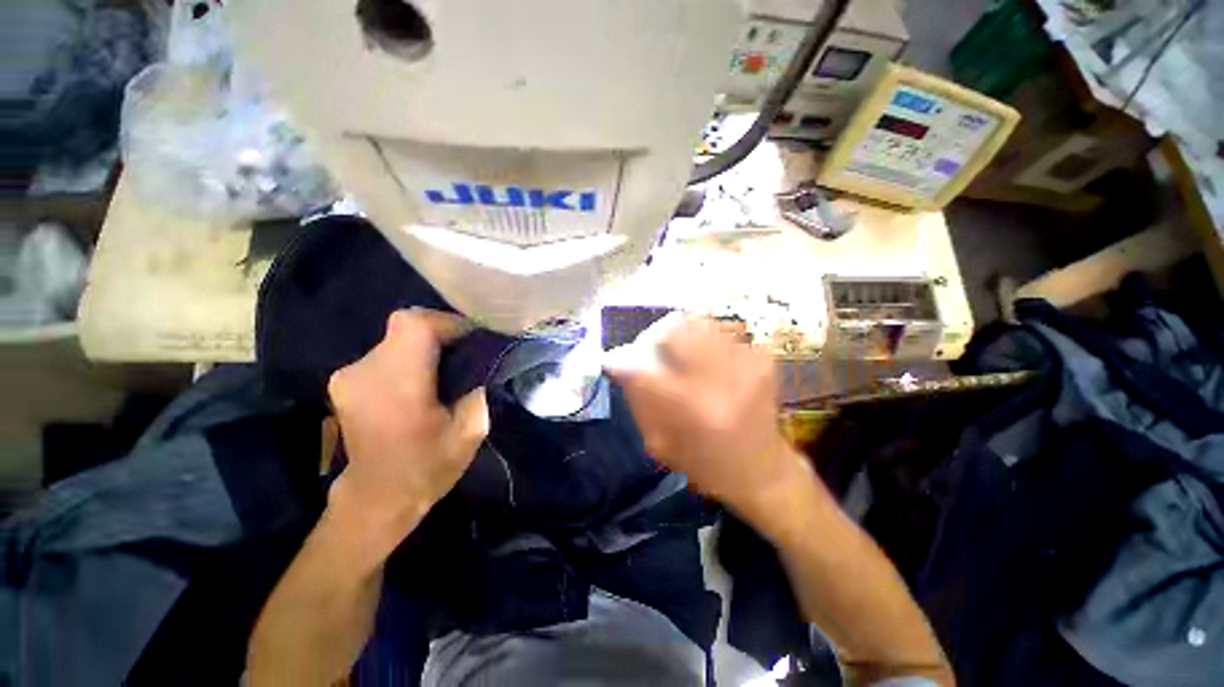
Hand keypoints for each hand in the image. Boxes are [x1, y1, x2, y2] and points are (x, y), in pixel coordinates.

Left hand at [326, 309, 488, 557]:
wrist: (376, 498)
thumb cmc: (427, 468)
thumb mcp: (470, 432)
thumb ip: (479, 388)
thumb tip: (485, 360)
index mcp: (396, 386)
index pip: (415, 325)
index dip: (447, 323)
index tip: (472, 339)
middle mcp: (364, 372)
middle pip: (406, 325)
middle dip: (441, 333)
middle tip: (466, 353)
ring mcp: (348, 375)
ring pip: (397, 338)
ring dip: (426, 346)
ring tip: (447, 369)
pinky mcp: (345, 380)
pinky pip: (386, 352)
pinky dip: (410, 356)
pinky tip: (423, 379)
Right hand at [604, 315, 807, 521]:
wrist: (763, 470)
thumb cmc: (705, 464)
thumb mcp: (660, 443)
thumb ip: (638, 399)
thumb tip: (619, 363)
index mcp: (691, 411)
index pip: (642, 366)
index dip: (623, 359)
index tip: (616, 362)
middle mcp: (720, 381)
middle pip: (673, 327)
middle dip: (653, 336)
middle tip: (651, 352)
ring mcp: (746, 364)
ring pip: (697, 322)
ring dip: (679, 335)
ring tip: (679, 354)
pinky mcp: (762, 358)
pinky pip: (720, 330)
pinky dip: (703, 339)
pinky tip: (706, 360)